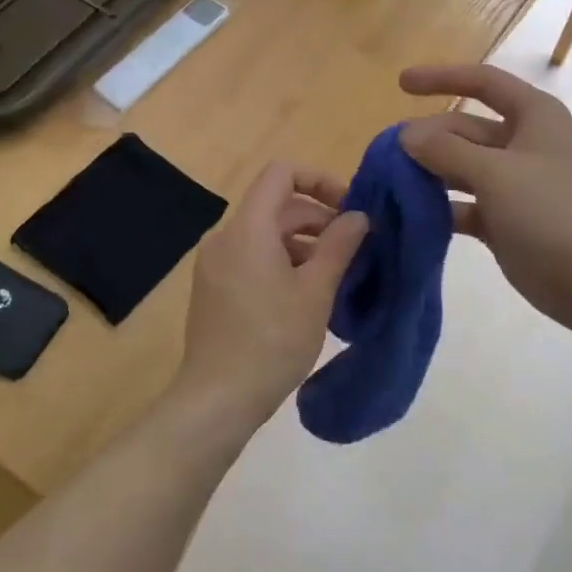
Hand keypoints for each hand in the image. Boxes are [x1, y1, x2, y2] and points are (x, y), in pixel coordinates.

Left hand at [172, 163, 368, 435]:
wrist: (218, 397)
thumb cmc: (272, 341)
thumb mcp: (316, 292)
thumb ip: (339, 246)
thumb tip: (358, 216)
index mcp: (248, 229)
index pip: (282, 174)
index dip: (319, 180)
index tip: (350, 209)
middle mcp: (225, 237)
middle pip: (276, 206)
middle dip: (318, 219)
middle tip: (355, 249)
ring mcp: (214, 263)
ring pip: (265, 235)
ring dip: (303, 244)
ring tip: (336, 275)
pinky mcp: (213, 288)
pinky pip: (252, 258)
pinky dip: (281, 262)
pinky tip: (306, 295)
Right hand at [399, 64, 571, 335]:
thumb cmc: (550, 211)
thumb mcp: (496, 173)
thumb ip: (446, 150)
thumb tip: (405, 134)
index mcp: (533, 117)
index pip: (483, 83)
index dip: (442, 78)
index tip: (400, 83)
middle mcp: (522, 143)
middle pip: (463, 129)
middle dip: (427, 138)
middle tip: (385, 155)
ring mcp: (512, 183)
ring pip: (460, 167)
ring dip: (427, 173)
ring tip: (388, 182)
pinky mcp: (502, 218)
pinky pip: (462, 203)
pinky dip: (438, 207)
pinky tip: (408, 214)